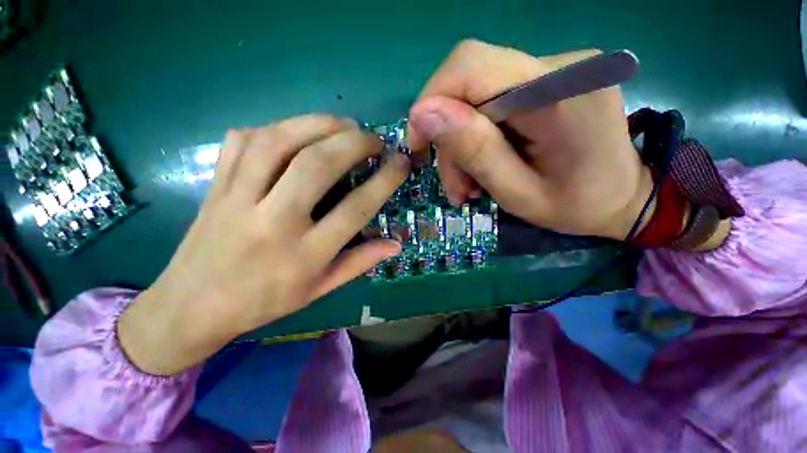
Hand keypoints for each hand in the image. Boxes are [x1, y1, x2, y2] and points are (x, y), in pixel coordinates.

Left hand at [119, 115, 409, 374]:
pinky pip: (243, 140)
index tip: (400, 162)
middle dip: (354, 143)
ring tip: (344, 124)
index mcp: (304, 255)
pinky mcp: (215, 184)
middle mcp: (272, 222)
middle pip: (316, 166)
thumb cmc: (265, 302)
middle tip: (374, 139)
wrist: (192, 306)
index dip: (384, 180)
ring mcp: (237, 198)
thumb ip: (361, 262)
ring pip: (278, 142)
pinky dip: (277, 127)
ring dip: (318, 124)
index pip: (355, 209)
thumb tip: (397, 243)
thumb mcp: (320, 289)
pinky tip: (298, 131)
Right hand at [407, 40, 652, 239]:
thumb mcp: (518, 193)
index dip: (431, 102)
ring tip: (470, 187)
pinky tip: (484, 167)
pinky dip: (478, 137)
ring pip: (476, 97)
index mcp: (559, 93)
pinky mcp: (549, 80)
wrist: (623, 198)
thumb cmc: (577, 206)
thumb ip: (475, 151)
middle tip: (456, 187)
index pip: (469, 66)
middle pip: (468, 84)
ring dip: (462, 145)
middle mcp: (560, 65)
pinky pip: (492, 101)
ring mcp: (556, 69)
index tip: (418, 146)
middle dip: (449, 138)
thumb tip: (423, 114)